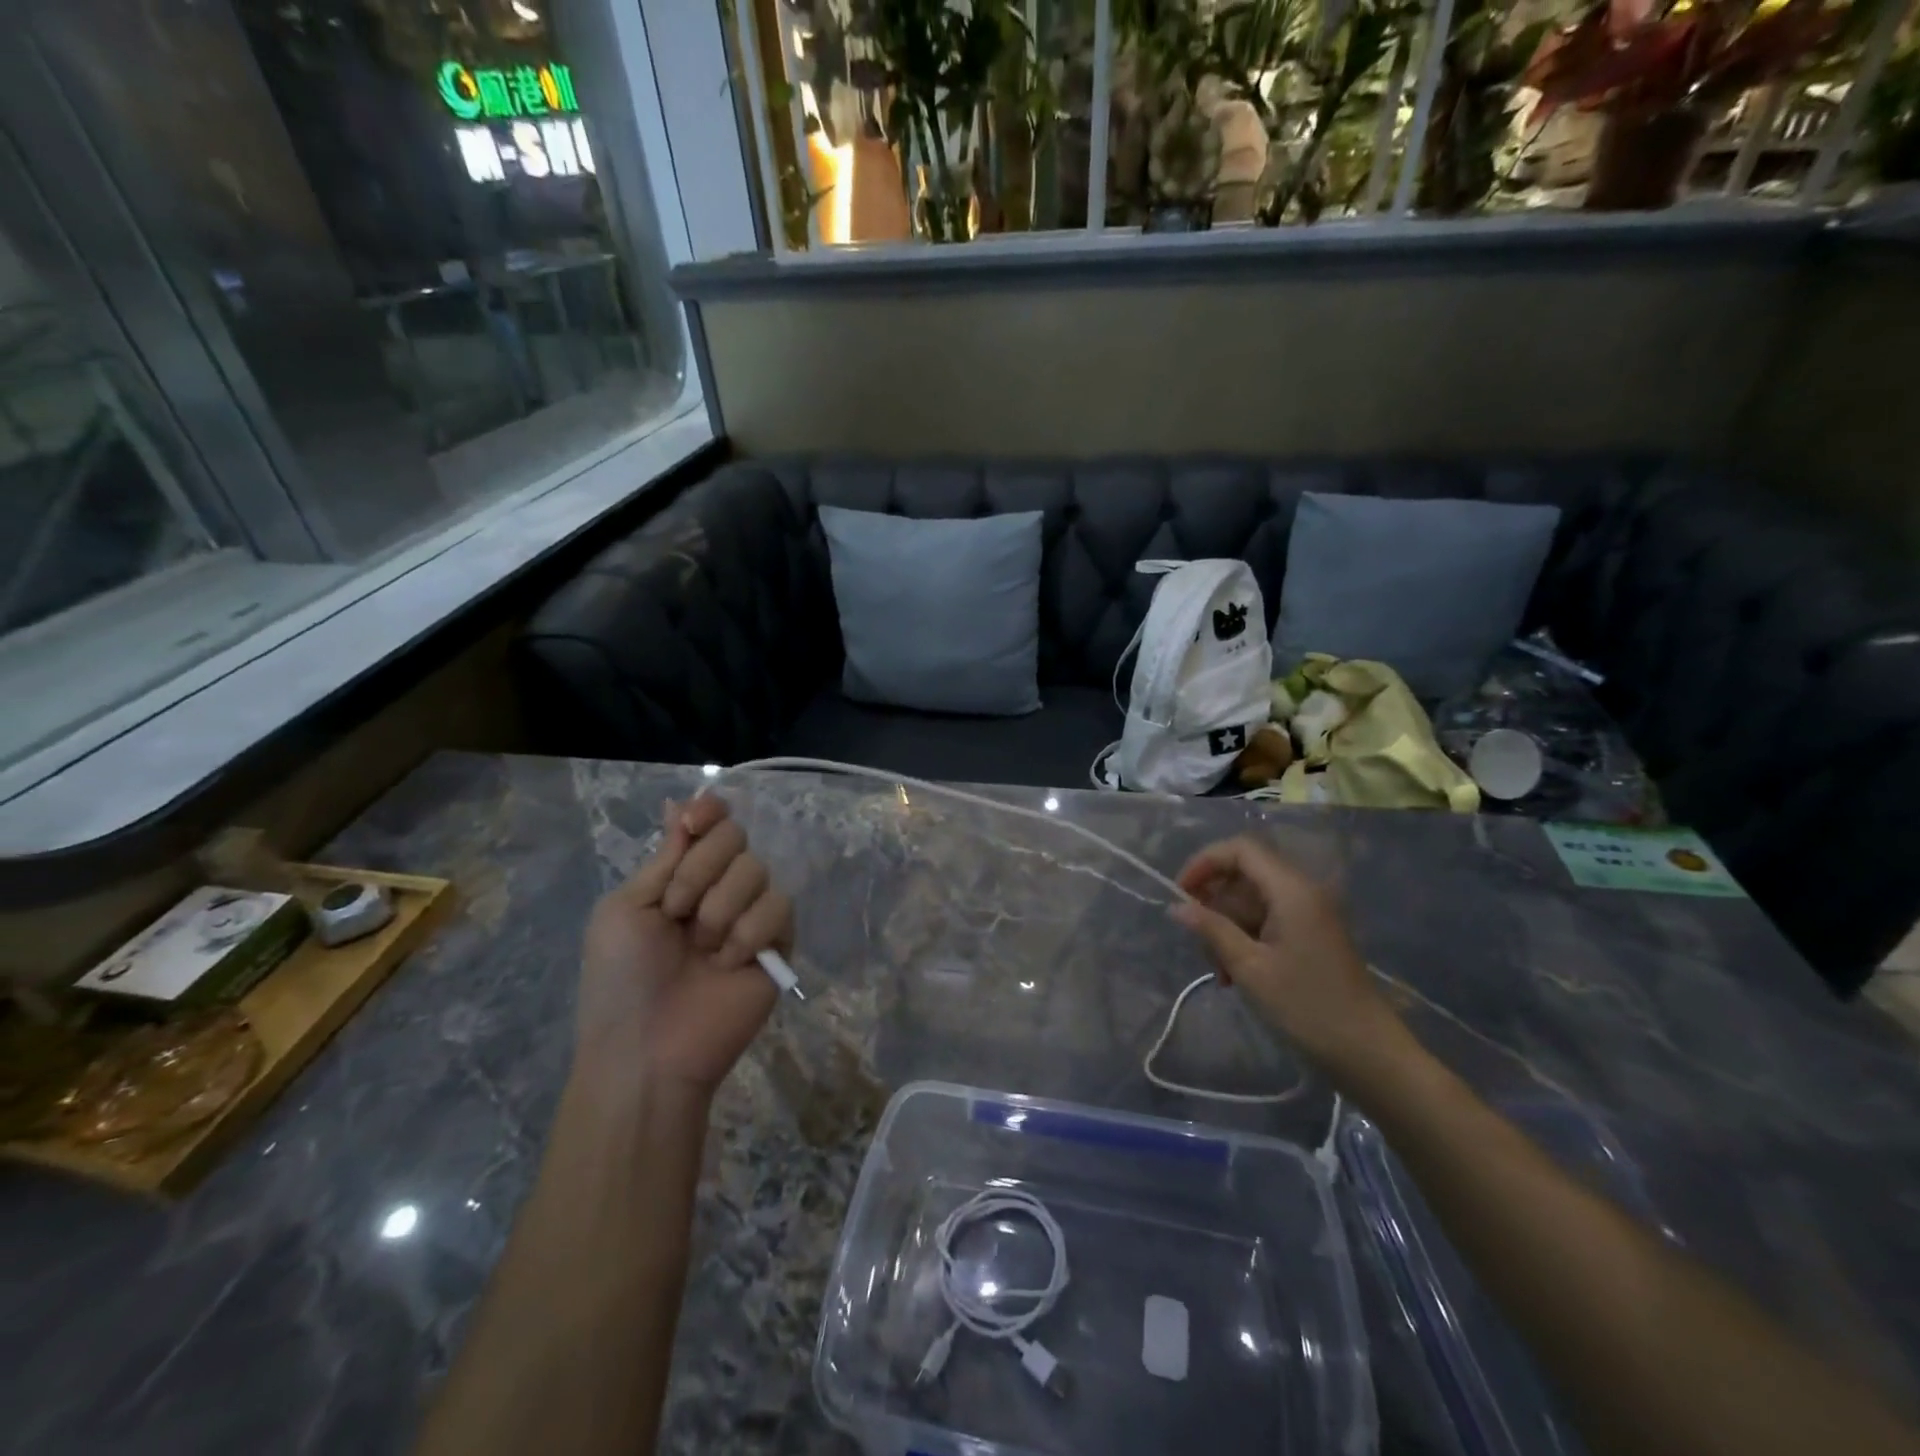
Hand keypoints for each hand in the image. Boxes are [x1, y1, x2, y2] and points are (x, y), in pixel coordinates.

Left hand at [574, 795, 793, 1096]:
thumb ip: (666, 859)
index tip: (695, 824)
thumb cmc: (620, 980)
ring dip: (720, 907)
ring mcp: (750, 915)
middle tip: (677, 912)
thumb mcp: (625, 909)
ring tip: (702, 949)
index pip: (710, 823)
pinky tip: (728, 964)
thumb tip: (682, 804)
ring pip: (757, 870)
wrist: (646, 1049)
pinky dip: (749, 932)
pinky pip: (779, 908)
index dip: (709, 812)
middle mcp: (718, 889)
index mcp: (679, 878)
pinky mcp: (778, 944)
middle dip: (701, 869)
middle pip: (736, 837)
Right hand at [1171, 836, 1408, 1079]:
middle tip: (1197, 939)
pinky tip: (1235, 975)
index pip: (1241, 849)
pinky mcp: (1312, 935)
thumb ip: (1211, 929)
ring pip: (1253, 901)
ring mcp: (1310, 914)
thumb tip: (1177, 906)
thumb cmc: (1306, 1006)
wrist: (1368, 1052)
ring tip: (1219, 970)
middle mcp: (1303, 892)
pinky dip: (1246, 939)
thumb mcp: (1249, 967)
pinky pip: (1268, 921)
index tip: (1181, 893)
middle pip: (1245, 875)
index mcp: (1291, 890)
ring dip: (1228, 927)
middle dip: (1215, 902)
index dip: (1205, 862)